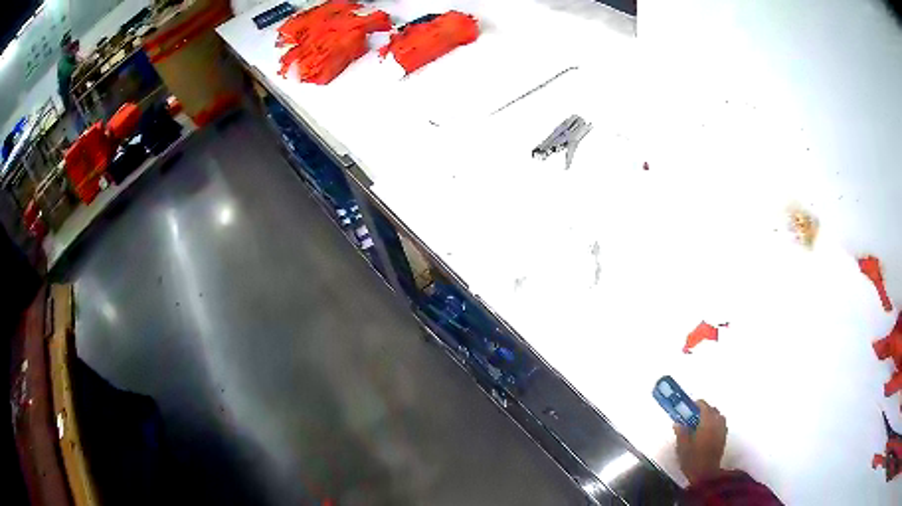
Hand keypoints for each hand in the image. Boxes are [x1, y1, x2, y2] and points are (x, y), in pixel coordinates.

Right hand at [674, 400, 726, 484]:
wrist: (705, 473)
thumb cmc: (692, 459)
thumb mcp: (682, 447)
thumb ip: (681, 432)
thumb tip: (678, 423)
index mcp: (707, 422)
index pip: (704, 406)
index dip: (696, 404)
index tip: (688, 407)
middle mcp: (717, 423)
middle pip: (713, 410)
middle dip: (704, 410)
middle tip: (693, 416)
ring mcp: (722, 430)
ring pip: (718, 417)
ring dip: (711, 416)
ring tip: (701, 424)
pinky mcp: (723, 438)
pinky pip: (721, 425)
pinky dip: (715, 424)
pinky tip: (707, 432)